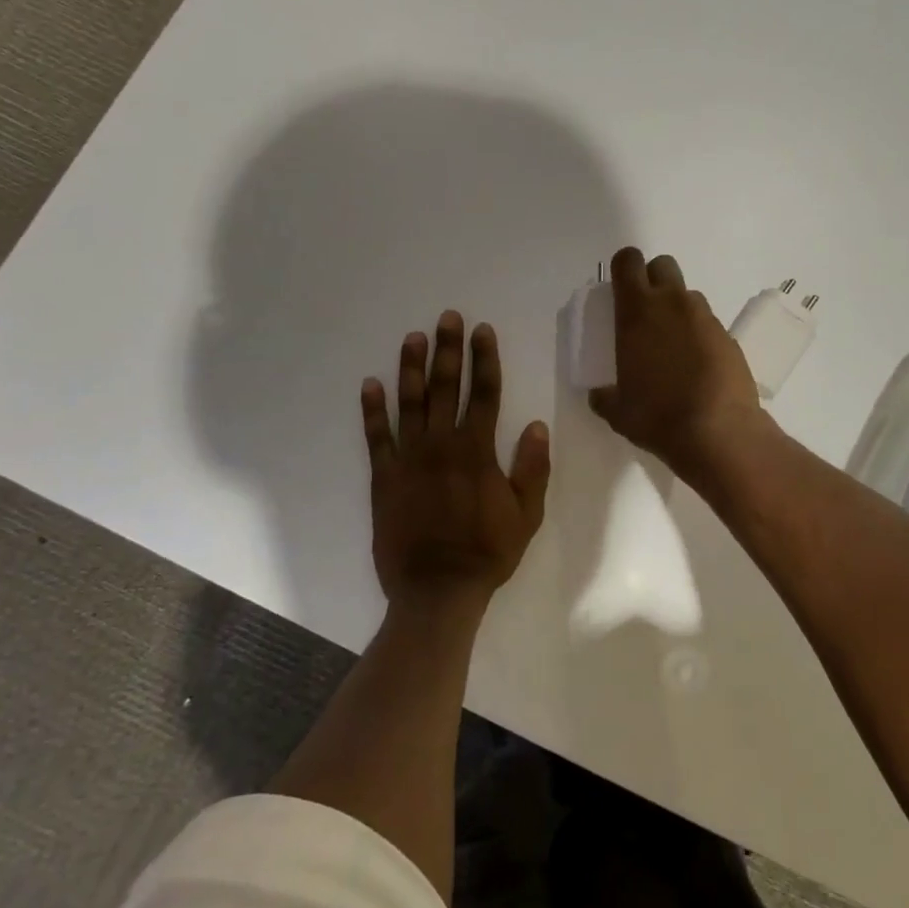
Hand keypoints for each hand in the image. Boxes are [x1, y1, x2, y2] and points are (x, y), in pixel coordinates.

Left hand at [362, 311, 550, 622]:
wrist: (437, 590)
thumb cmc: (487, 553)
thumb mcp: (526, 515)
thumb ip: (532, 469)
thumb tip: (538, 426)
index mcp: (478, 452)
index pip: (485, 394)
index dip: (485, 360)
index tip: (482, 331)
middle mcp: (442, 445)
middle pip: (446, 388)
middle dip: (448, 350)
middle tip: (447, 317)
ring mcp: (409, 459)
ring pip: (410, 403)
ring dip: (411, 368)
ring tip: (412, 337)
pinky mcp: (384, 477)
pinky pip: (376, 437)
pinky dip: (372, 409)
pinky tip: (370, 384)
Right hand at [588, 248, 767, 480]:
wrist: (718, 432)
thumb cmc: (657, 416)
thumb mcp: (617, 410)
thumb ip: (604, 395)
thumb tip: (599, 394)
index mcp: (637, 312)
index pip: (628, 262)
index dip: (623, 268)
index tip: (619, 289)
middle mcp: (672, 304)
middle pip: (663, 266)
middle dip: (653, 280)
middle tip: (646, 312)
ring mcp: (705, 318)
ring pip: (688, 295)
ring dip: (677, 309)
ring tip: (673, 345)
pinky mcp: (729, 337)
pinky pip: (708, 324)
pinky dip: (699, 336)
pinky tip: (696, 366)